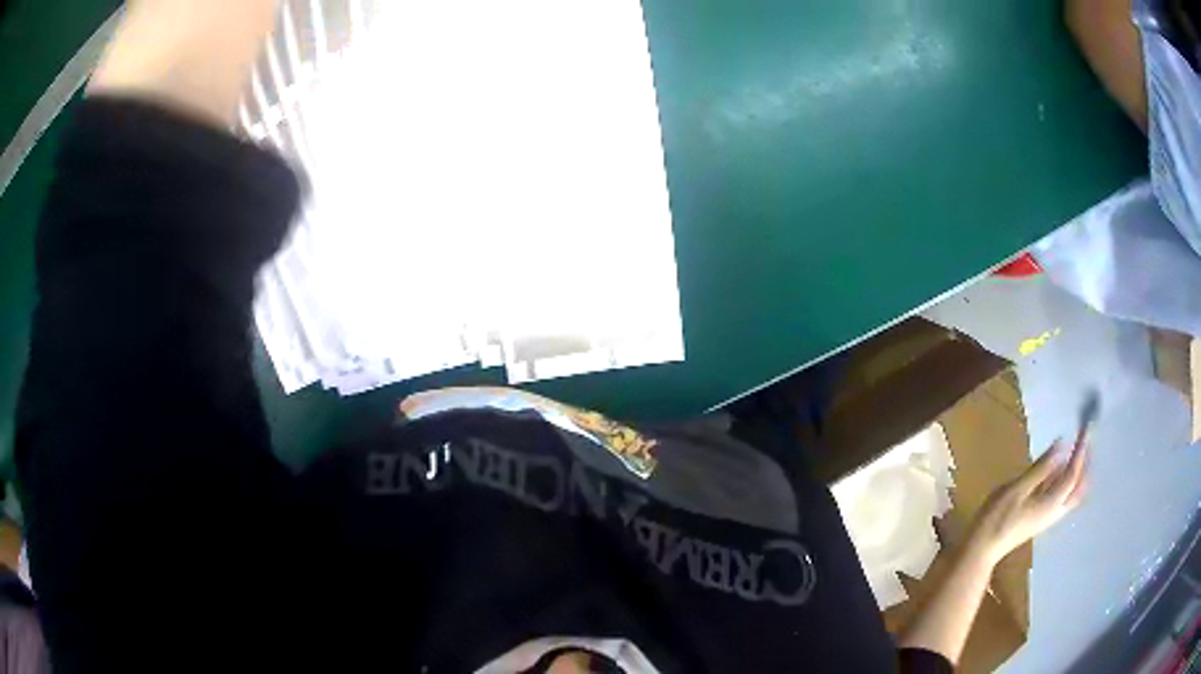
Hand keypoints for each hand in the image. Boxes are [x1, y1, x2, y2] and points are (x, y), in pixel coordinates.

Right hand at [970, 433, 1089, 565]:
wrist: (983, 549)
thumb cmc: (997, 518)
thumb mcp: (1017, 489)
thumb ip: (1041, 468)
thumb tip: (1061, 445)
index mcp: (1052, 502)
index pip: (1073, 473)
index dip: (1081, 450)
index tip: (1086, 429)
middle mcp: (1055, 510)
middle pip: (1079, 487)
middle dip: (1086, 463)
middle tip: (1086, 441)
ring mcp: (1048, 517)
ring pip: (1073, 494)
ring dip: (1079, 473)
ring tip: (1078, 453)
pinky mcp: (1041, 519)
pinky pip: (1063, 498)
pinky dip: (1067, 482)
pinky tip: (1058, 472)